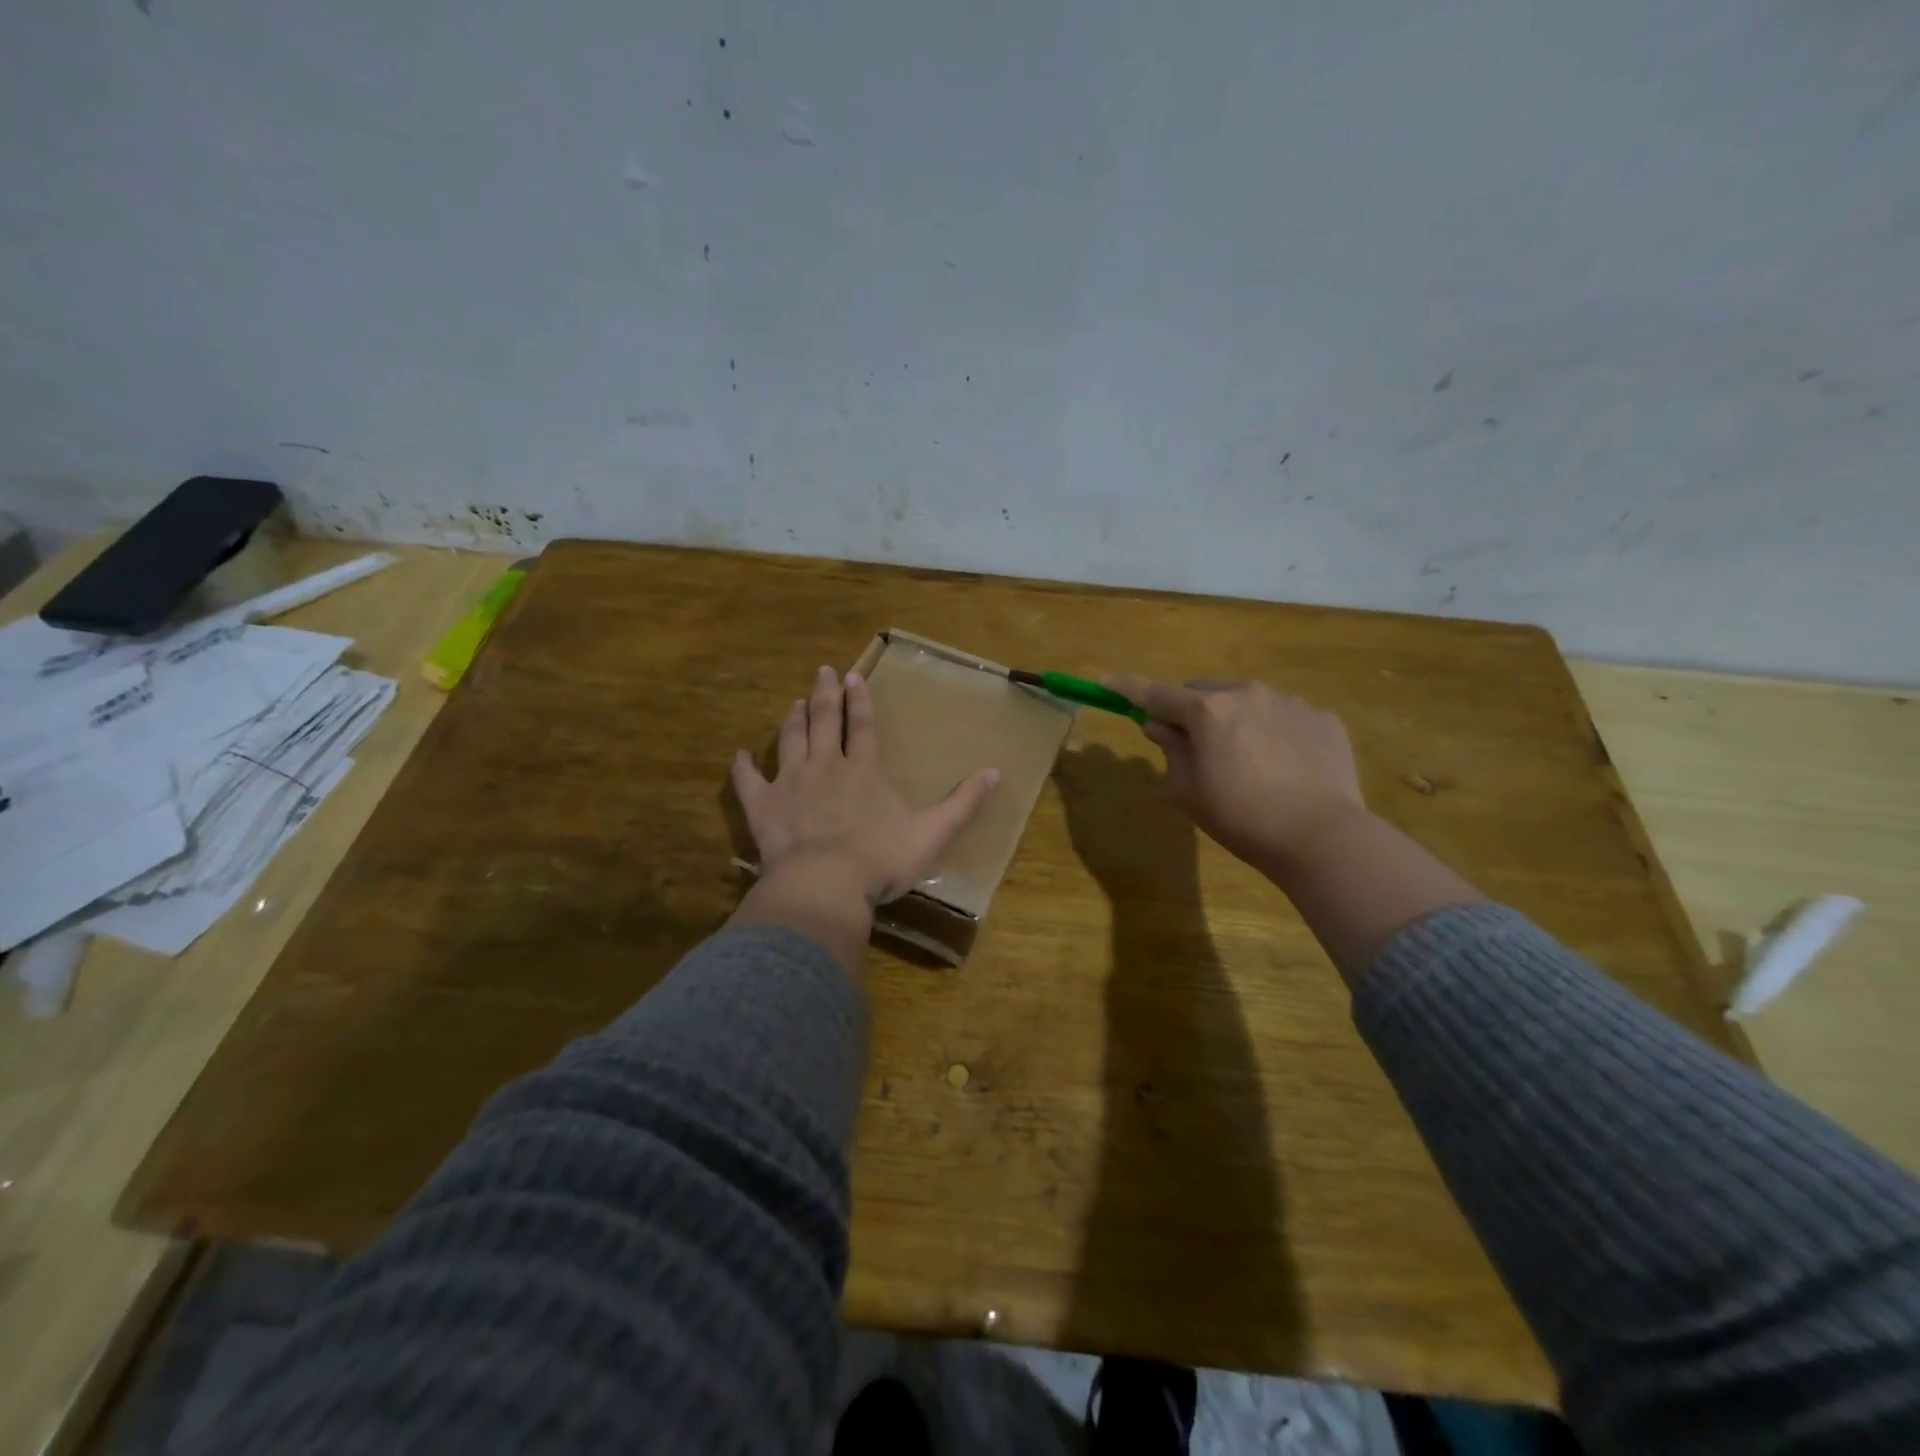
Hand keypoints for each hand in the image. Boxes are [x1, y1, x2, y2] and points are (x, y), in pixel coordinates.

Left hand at [732, 665, 1001, 905]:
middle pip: (825, 722)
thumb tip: (996, 772)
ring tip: (795, 702)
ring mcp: (791, 784)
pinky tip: (739, 755)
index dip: (860, 701)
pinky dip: (743, 768)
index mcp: (864, 771)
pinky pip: (749, 781)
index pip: (863, 727)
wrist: (825, 884)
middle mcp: (826, 767)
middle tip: (823, 671)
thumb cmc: (881, 859)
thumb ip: (963, 802)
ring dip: (794, 720)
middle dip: (825, 695)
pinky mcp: (763, 807)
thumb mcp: (933, 832)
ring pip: (790, 741)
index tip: (855, 676)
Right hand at [1103, 676, 1365, 872]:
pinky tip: (1284, 768)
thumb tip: (1160, 725)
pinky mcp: (1322, 719)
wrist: (1321, 836)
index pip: (1156, 693)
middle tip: (1194, 746)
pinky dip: (1273, 732)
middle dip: (1192, 712)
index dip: (1127, 688)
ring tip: (1247, 762)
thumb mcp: (1188, 791)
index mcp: (1208, 711)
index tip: (1106, 681)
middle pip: (1205, 693)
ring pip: (1247, 701)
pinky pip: (1284, 716)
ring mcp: (1290, 702)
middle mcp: (1248, 694)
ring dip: (1235, 720)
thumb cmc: (1241, 817)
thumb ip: (1171, 750)